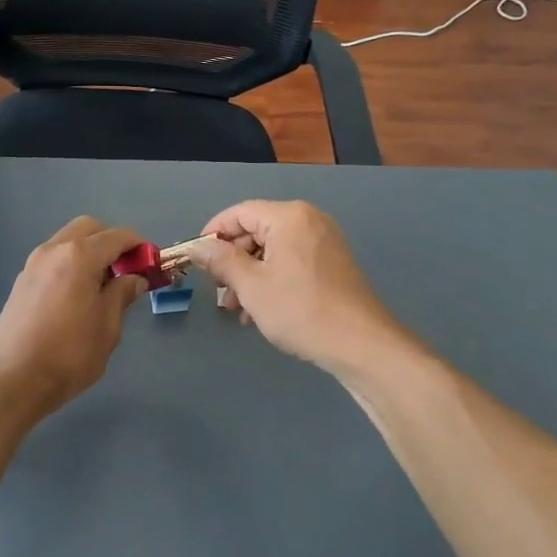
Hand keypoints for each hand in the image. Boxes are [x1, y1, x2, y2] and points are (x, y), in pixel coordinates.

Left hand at [0, 216, 149, 414]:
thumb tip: (133, 279)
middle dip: (111, 241)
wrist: (13, 380)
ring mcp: (33, 264)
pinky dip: (70, 264)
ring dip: (89, 252)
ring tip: (102, 285)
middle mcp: (53, 250)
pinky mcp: (21, 282)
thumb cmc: (69, 355)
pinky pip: (53, 259)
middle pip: (88, 229)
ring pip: (67, 241)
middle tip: (126, 270)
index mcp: (79, 256)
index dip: (138, 246)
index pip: (116, 236)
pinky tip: (77, 295)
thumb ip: (122, 294)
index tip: (151, 262)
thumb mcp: (107, 327)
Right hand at [185, 200, 403, 374]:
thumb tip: (196, 246)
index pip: (239, 212)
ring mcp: (323, 242)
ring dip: (249, 276)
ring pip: (272, 251)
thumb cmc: (300, 309)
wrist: (360, 344)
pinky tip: (259, 311)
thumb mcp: (251, 285)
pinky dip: (270, 280)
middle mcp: (308, 221)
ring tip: (236, 309)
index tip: (196, 260)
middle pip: (256, 231)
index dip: (213, 233)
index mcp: (289, 217)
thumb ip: (220, 261)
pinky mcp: (331, 264)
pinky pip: (290, 262)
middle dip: (232, 261)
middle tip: (218, 291)